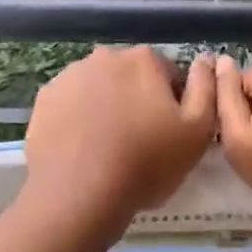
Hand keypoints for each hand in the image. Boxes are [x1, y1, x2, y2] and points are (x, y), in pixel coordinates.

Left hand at [23, 47, 215, 228]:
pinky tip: (82, 149)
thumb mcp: (198, 131)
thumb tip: (206, 60)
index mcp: (144, 60)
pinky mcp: (44, 99)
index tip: (170, 135)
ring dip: (107, 108)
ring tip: (108, 149)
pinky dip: (79, 119)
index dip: (174, 106)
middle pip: (132, 79)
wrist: (78, 194)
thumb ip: (207, 88)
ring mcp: (69, 76)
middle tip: (141, 144)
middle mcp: (105, 57)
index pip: (170, 76)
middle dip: (138, 102)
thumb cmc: (146, 163)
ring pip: (99, 89)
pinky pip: (71, 105)